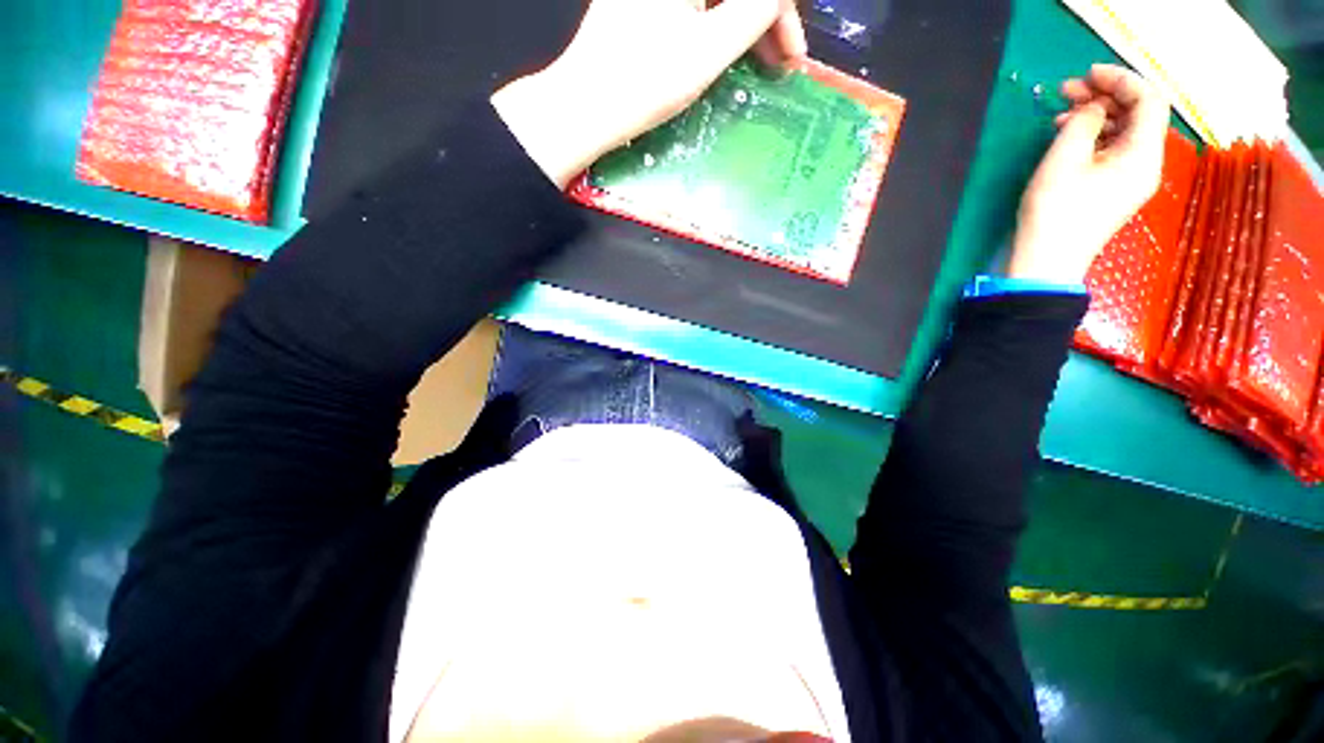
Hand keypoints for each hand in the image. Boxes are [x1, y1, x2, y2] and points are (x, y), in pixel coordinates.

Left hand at [492, 0, 806, 187]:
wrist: (585, 107)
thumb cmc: (646, 83)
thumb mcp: (710, 48)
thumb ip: (754, 9)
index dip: (781, 11)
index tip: (792, 53)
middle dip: (764, 18)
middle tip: (780, 62)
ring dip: (742, 23)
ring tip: (757, 63)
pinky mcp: (639, 6)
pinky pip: (693, 8)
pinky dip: (716, 26)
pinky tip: (723, 52)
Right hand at [1008, 64, 1170, 283]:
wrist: (1046, 262)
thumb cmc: (1055, 211)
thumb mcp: (1064, 159)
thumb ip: (1083, 122)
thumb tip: (1092, 108)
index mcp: (1142, 154)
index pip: (1149, 101)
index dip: (1121, 80)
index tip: (1087, 74)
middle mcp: (1145, 164)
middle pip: (1138, 115)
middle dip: (1106, 96)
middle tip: (1068, 91)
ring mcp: (1131, 179)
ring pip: (1124, 132)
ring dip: (1097, 116)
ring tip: (1062, 115)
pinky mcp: (1113, 189)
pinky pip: (1113, 151)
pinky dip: (1094, 137)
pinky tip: (1068, 138)